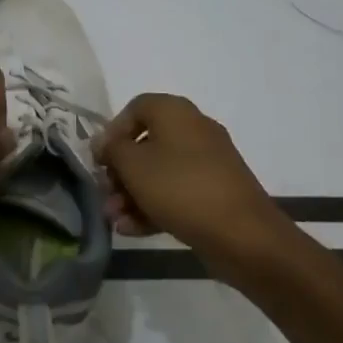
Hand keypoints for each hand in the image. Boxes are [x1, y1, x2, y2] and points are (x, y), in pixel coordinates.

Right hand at [92, 93, 277, 261]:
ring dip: (132, 194)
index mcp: (175, 112)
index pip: (135, 107)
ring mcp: (207, 163)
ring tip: (115, 220)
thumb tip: (104, 142)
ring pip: (159, 172)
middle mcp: (193, 130)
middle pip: (145, 144)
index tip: (100, 159)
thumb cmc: (180, 187)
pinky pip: (176, 192)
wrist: (242, 234)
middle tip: (106, 195)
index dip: (113, 131)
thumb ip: (112, 149)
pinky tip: (132, 230)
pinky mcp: (214, 192)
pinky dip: (154, 206)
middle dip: (120, 172)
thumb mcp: (133, 165)